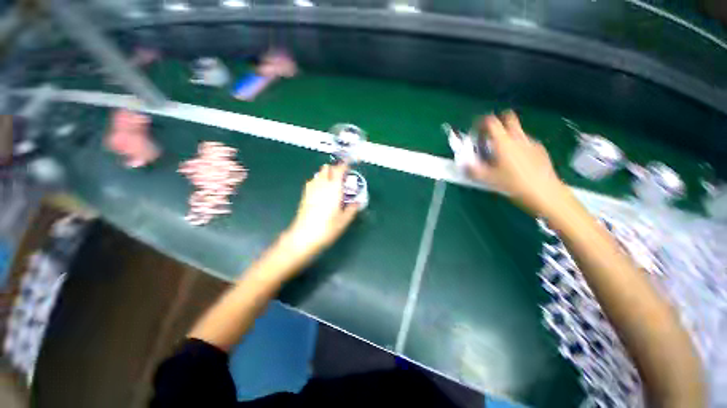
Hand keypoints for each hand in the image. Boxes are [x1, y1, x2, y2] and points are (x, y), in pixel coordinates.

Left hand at [282, 163, 359, 260]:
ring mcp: (311, 189)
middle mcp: (322, 185)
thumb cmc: (327, 228)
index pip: (340, 170)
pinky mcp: (305, 194)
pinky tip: (322, 190)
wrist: (303, 237)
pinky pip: (313, 181)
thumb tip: (357, 202)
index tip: (351, 164)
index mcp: (334, 189)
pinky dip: (319, 180)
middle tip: (343, 176)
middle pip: (328, 168)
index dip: (346, 164)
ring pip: (319, 173)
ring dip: (327, 174)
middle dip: (336, 168)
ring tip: (333, 183)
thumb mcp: (344, 221)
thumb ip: (352, 209)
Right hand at [467, 111, 570, 215]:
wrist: (544, 192)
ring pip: (517, 130)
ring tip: (502, 152)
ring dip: (508, 135)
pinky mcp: (540, 150)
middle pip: (509, 118)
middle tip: (490, 135)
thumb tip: (463, 163)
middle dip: (498, 122)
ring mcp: (531, 142)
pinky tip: (517, 161)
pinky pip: (526, 141)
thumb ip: (473, 169)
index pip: (491, 122)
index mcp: (503, 142)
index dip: (482, 122)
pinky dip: (518, 145)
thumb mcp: (488, 179)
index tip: (476, 130)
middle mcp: (518, 137)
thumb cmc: (513, 184)